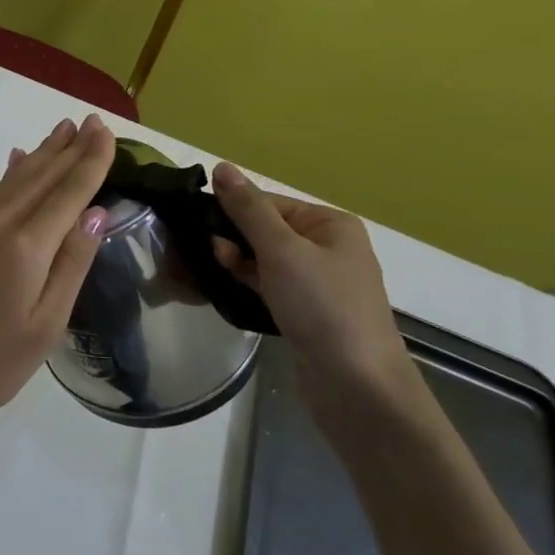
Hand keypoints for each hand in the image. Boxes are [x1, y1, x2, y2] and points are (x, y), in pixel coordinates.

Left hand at [0, 115, 116, 437]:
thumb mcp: (45, 324)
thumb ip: (72, 264)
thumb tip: (96, 213)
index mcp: (26, 247)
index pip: (68, 192)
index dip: (90, 161)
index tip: (107, 132)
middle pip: (41, 176)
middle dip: (69, 148)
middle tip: (92, 121)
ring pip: (16, 179)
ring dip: (42, 153)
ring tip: (63, 129)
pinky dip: (13, 172)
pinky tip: (18, 160)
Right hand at [209, 162, 417, 424]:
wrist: (358, 387)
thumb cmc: (322, 307)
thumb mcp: (281, 250)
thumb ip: (248, 209)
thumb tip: (221, 166)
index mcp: (330, 224)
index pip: (268, 203)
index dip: (232, 212)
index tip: (197, 226)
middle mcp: (328, 248)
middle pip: (265, 230)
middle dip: (232, 239)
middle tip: (202, 254)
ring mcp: (319, 283)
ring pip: (264, 260)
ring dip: (236, 263)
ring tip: (208, 273)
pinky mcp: (307, 313)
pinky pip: (270, 286)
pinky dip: (248, 285)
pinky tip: (225, 290)